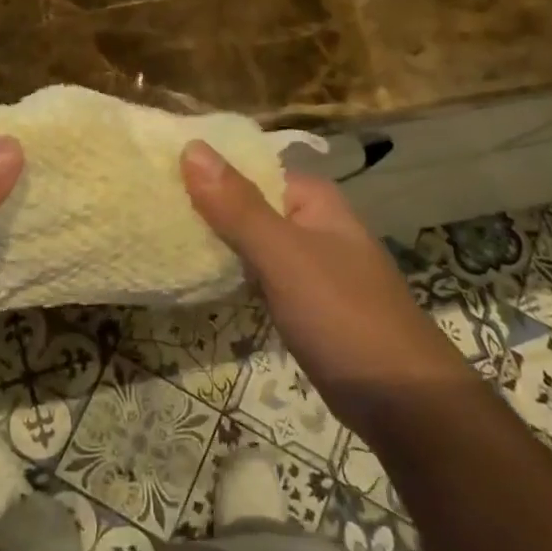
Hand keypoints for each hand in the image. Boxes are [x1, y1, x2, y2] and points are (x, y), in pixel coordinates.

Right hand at [181, 140, 464, 440]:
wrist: (405, 404)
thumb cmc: (344, 316)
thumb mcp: (284, 256)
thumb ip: (237, 205)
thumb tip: (191, 147)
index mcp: (312, 199)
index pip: (249, 165)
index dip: (205, 164)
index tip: (154, 168)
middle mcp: (311, 223)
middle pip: (247, 201)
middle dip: (204, 203)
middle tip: (146, 203)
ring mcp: (309, 264)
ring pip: (250, 240)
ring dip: (213, 238)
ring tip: (157, 232)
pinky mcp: (304, 302)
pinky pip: (258, 273)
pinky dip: (231, 271)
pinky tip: (196, 275)